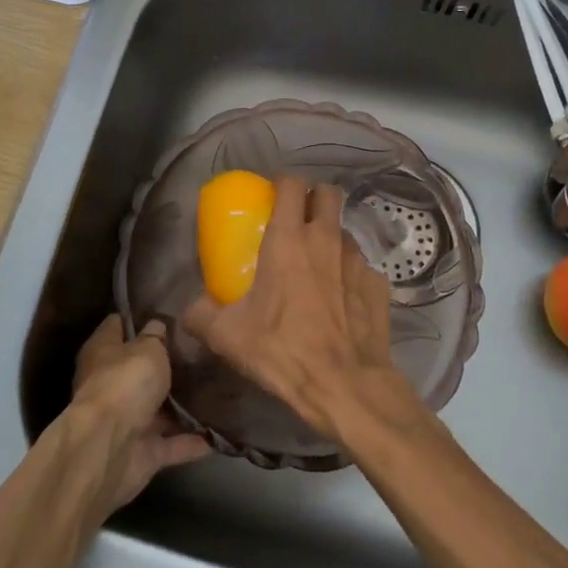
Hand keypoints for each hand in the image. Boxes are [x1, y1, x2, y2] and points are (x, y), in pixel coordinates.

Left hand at [69, 314, 210, 514]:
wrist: (109, 448)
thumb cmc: (125, 383)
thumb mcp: (148, 348)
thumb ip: (156, 336)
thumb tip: (158, 326)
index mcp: (103, 352)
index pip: (118, 325)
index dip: (140, 318)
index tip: (170, 312)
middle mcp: (112, 384)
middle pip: (141, 369)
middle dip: (169, 363)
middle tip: (204, 349)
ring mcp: (127, 420)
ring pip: (160, 409)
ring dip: (184, 405)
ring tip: (221, 388)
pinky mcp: (143, 451)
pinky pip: (174, 443)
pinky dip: (194, 441)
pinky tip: (223, 431)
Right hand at [183, 177, 398, 438]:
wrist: (343, 385)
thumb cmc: (282, 350)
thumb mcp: (227, 336)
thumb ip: (201, 315)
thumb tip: (188, 310)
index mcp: (289, 239)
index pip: (291, 184)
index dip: (282, 183)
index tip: (272, 197)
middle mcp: (326, 238)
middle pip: (327, 193)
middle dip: (314, 198)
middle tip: (299, 221)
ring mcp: (358, 259)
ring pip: (345, 231)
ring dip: (331, 240)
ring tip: (319, 267)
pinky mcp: (378, 283)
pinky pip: (362, 267)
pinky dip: (350, 275)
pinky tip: (341, 300)